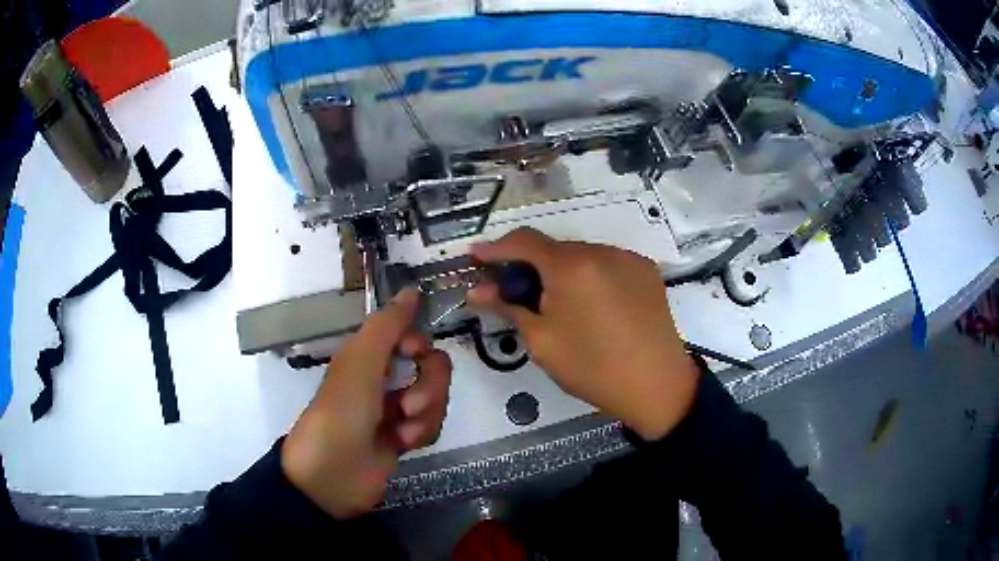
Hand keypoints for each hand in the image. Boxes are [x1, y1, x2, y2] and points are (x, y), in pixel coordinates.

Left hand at [281, 289, 451, 518]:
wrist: (331, 476)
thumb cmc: (341, 413)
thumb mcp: (359, 364)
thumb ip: (387, 326)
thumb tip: (413, 289)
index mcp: (369, 355)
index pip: (412, 335)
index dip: (420, 344)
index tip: (415, 355)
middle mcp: (384, 378)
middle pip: (432, 368)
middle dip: (429, 386)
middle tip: (408, 404)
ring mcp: (396, 409)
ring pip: (436, 398)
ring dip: (425, 414)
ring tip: (402, 431)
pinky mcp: (405, 437)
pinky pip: (431, 425)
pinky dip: (420, 433)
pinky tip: (402, 444)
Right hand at [468, 228, 698, 440]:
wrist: (656, 385)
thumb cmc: (592, 368)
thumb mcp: (542, 341)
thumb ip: (508, 307)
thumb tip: (477, 291)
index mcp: (571, 266)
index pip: (523, 241)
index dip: (496, 248)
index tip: (476, 258)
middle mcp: (601, 250)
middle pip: (554, 248)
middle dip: (529, 264)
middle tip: (515, 291)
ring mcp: (628, 258)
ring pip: (581, 255)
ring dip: (561, 270)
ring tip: (557, 304)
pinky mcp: (646, 270)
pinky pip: (607, 263)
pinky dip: (589, 275)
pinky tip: (590, 304)